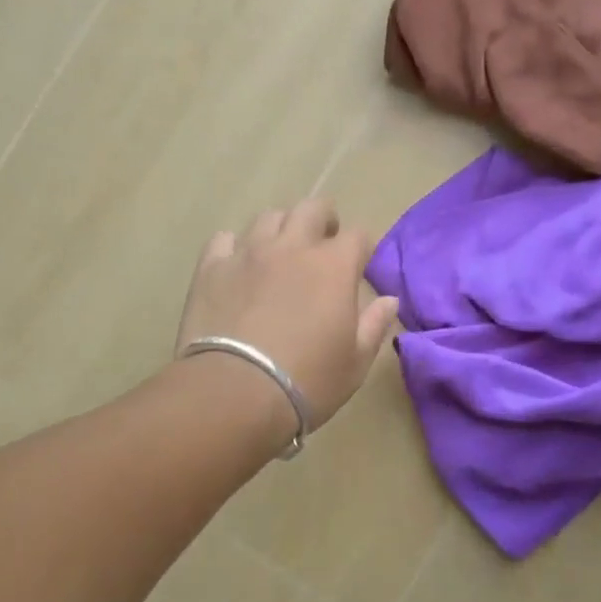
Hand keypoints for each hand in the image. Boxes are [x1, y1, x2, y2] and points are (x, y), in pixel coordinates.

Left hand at [176, 199, 399, 432]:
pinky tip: (238, 266)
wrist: (234, 392)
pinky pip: (224, 239)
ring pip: (268, 217)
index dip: (363, 247)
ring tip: (281, 252)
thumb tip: (389, 300)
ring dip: (281, 229)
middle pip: (312, 209)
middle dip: (324, 220)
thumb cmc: (307, 381)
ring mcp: (248, 253)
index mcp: (333, 266)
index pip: (358, 235)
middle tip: (323, 244)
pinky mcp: (211, 268)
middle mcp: (292, 247)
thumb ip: (374, 325)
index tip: (361, 264)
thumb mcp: (355, 362)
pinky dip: (236, 247)